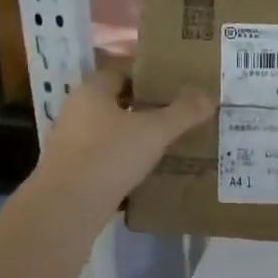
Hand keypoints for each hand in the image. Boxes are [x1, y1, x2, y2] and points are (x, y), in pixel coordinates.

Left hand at [34, 69, 214, 214]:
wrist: (68, 206)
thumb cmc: (110, 155)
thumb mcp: (155, 132)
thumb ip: (183, 113)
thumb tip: (209, 96)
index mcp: (92, 91)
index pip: (120, 71)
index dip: (146, 76)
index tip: (173, 84)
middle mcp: (76, 111)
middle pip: (114, 101)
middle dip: (142, 106)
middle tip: (174, 113)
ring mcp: (69, 143)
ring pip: (108, 131)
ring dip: (132, 135)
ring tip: (164, 143)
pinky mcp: (70, 171)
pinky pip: (102, 157)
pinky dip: (122, 160)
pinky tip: (144, 171)